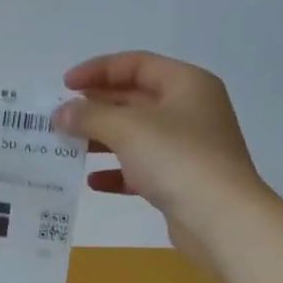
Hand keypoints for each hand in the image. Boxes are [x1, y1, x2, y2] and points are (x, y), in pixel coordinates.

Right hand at [54, 52, 270, 267]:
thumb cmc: (177, 159)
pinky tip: (93, 181)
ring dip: (102, 139)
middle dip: (97, 106)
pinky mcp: (182, 180)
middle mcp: (190, 110)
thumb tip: (61, 113)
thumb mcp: (127, 129)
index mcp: (186, 84)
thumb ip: (89, 116)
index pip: (136, 64)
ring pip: (137, 134)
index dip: (98, 70)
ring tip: (68, 146)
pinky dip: (118, 171)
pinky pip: (142, 168)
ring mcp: (188, 147)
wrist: (221, 219)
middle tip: (62, 116)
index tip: (65, 85)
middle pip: (136, 98)